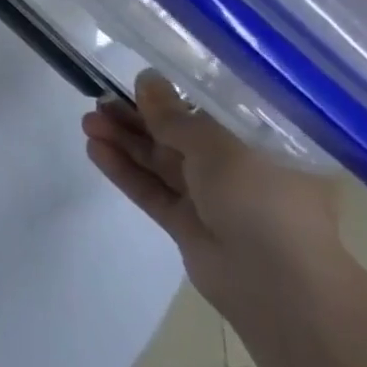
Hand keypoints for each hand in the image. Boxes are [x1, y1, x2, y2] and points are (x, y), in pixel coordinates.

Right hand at [83, 75, 347, 318]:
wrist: (278, 287)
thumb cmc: (262, 200)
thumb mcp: (217, 146)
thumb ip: (175, 115)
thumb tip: (146, 79)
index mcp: (262, 147)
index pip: (211, 113)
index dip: (172, 96)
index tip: (136, 83)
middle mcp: (239, 171)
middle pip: (178, 137)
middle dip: (138, 119)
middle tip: (100, 100)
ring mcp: (212, 200)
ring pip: (160, 163)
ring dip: (124, 141)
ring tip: (88, 122)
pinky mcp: (187, 226)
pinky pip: (152, 190)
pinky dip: (124, 170)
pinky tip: (95, 150)